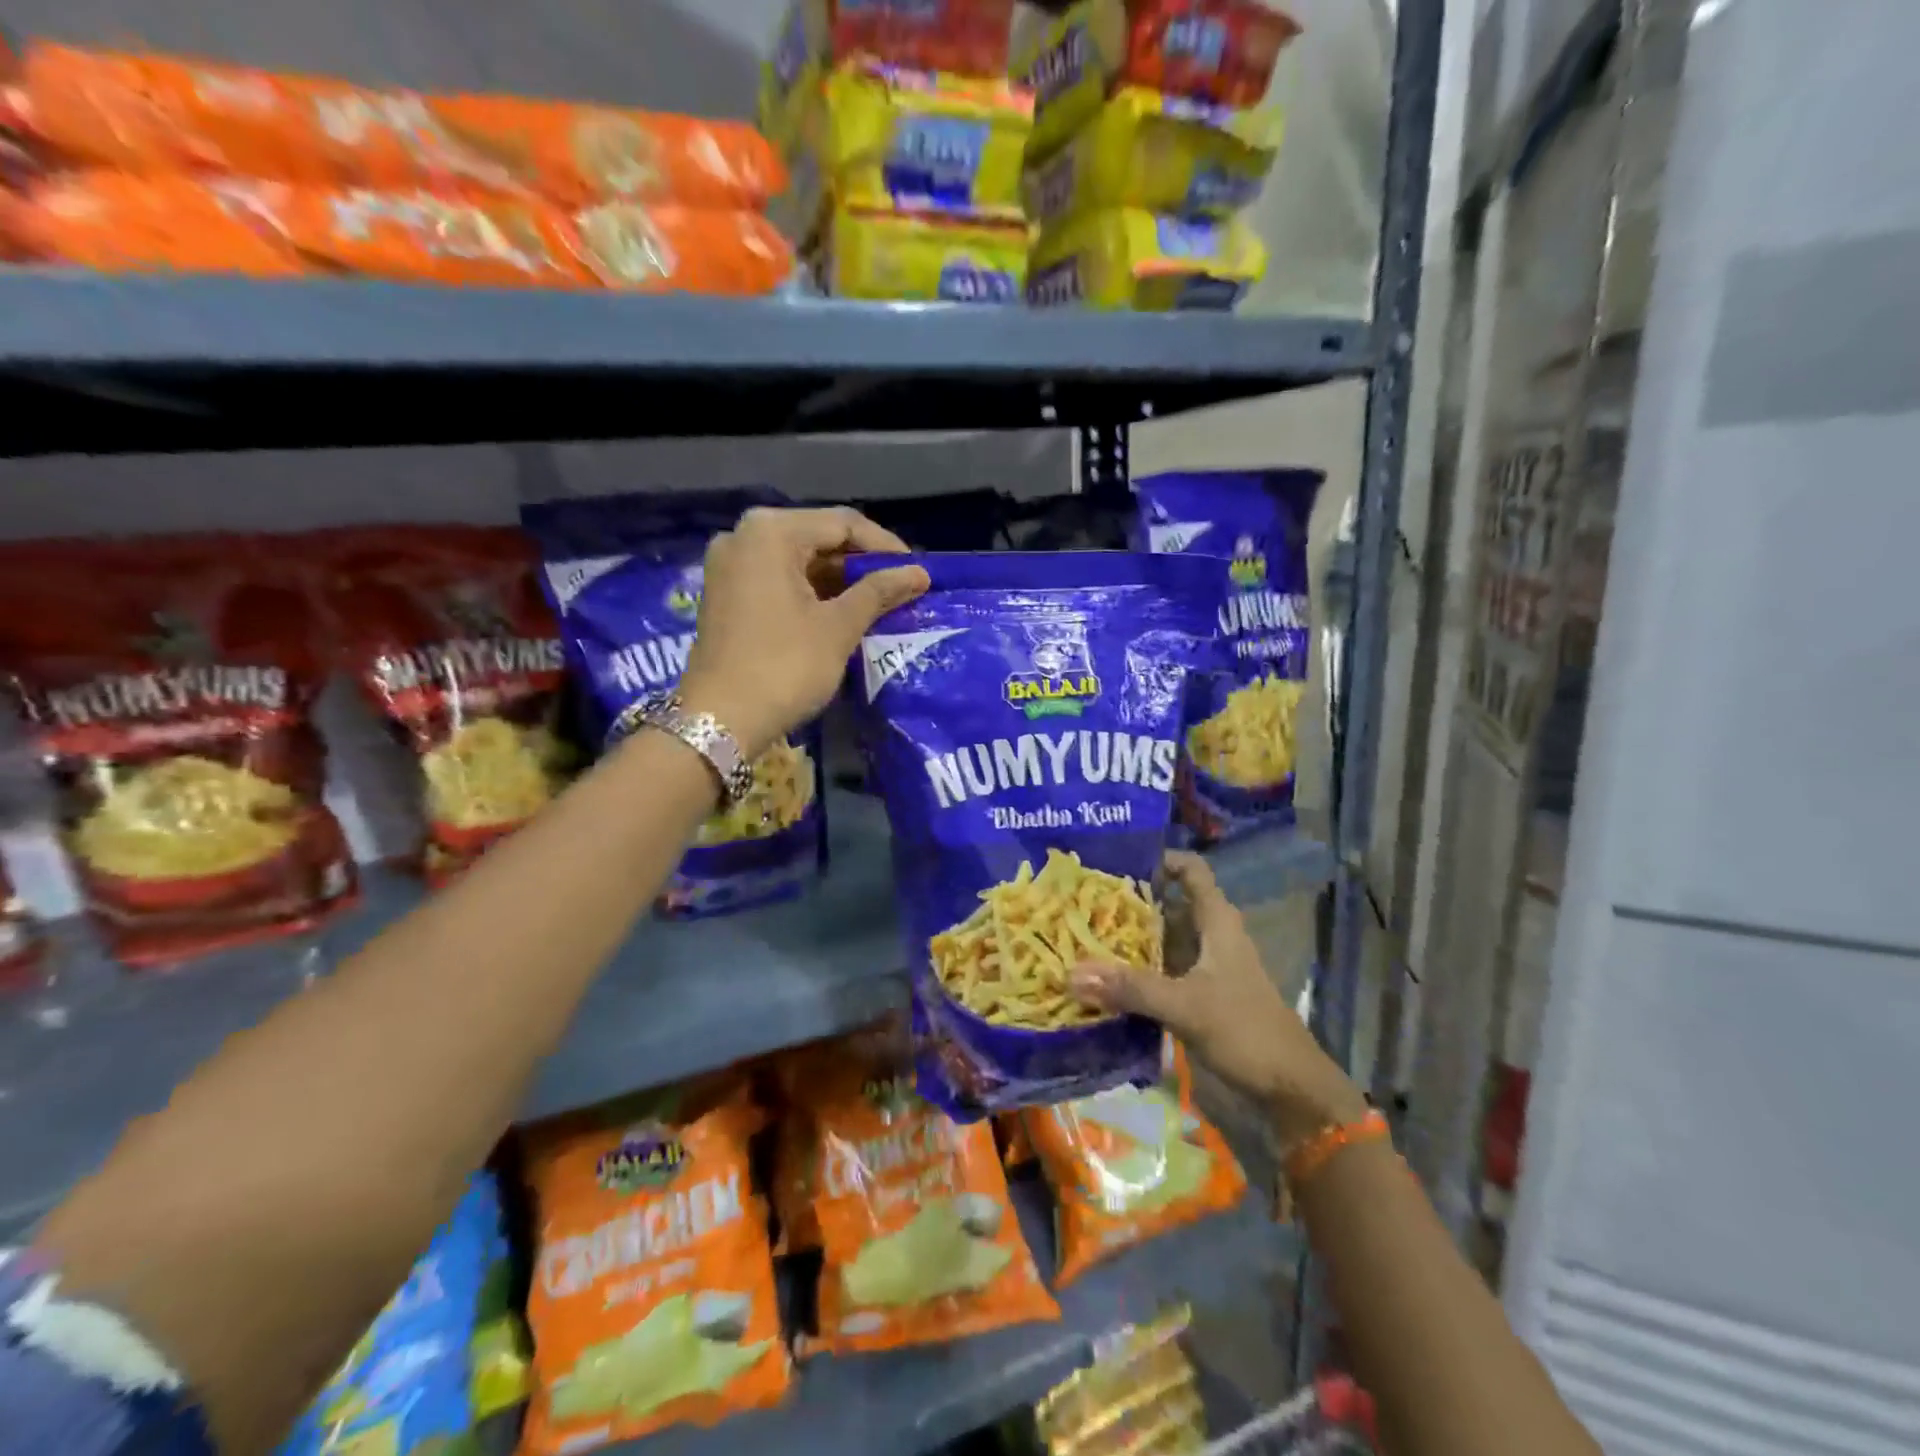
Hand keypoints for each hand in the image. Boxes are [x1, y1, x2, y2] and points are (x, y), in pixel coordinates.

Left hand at [678, 506, 927, 756]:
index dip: (885, 547)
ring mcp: (730, 566)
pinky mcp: (726, 594)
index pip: (843, 523)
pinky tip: (841, 613)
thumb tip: (919, 573)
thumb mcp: (838, 627)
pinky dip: (812, 592)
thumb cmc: (784, 666)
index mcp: (771, 532)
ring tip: (879, 603)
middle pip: (818, 538)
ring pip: (798, 560)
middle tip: (901, 588)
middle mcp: (744, 536)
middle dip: (862, 564)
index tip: (917, 572)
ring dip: (839, 580)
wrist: (720, 720)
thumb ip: (879, 592)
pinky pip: (778, 579)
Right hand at [1072, 851, 1369, 1147]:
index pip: (1191, 870)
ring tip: (1083, 936)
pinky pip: (1162, 972)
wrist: (1291, 1089)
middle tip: (1083, 901)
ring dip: (1130, 940)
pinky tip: (1105, 980)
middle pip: (1169, 905)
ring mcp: (1206, 968)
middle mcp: (1211, 937)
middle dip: (1130, 903)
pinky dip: (1136, 972)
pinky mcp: (1200, 996)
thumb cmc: (1246, 1031)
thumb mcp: (1186, 1006)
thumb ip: (1131, 989)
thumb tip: (1071, 973)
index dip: (1160, 859)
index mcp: (1217, 922)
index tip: (1117, 862)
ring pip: (1163, 941)